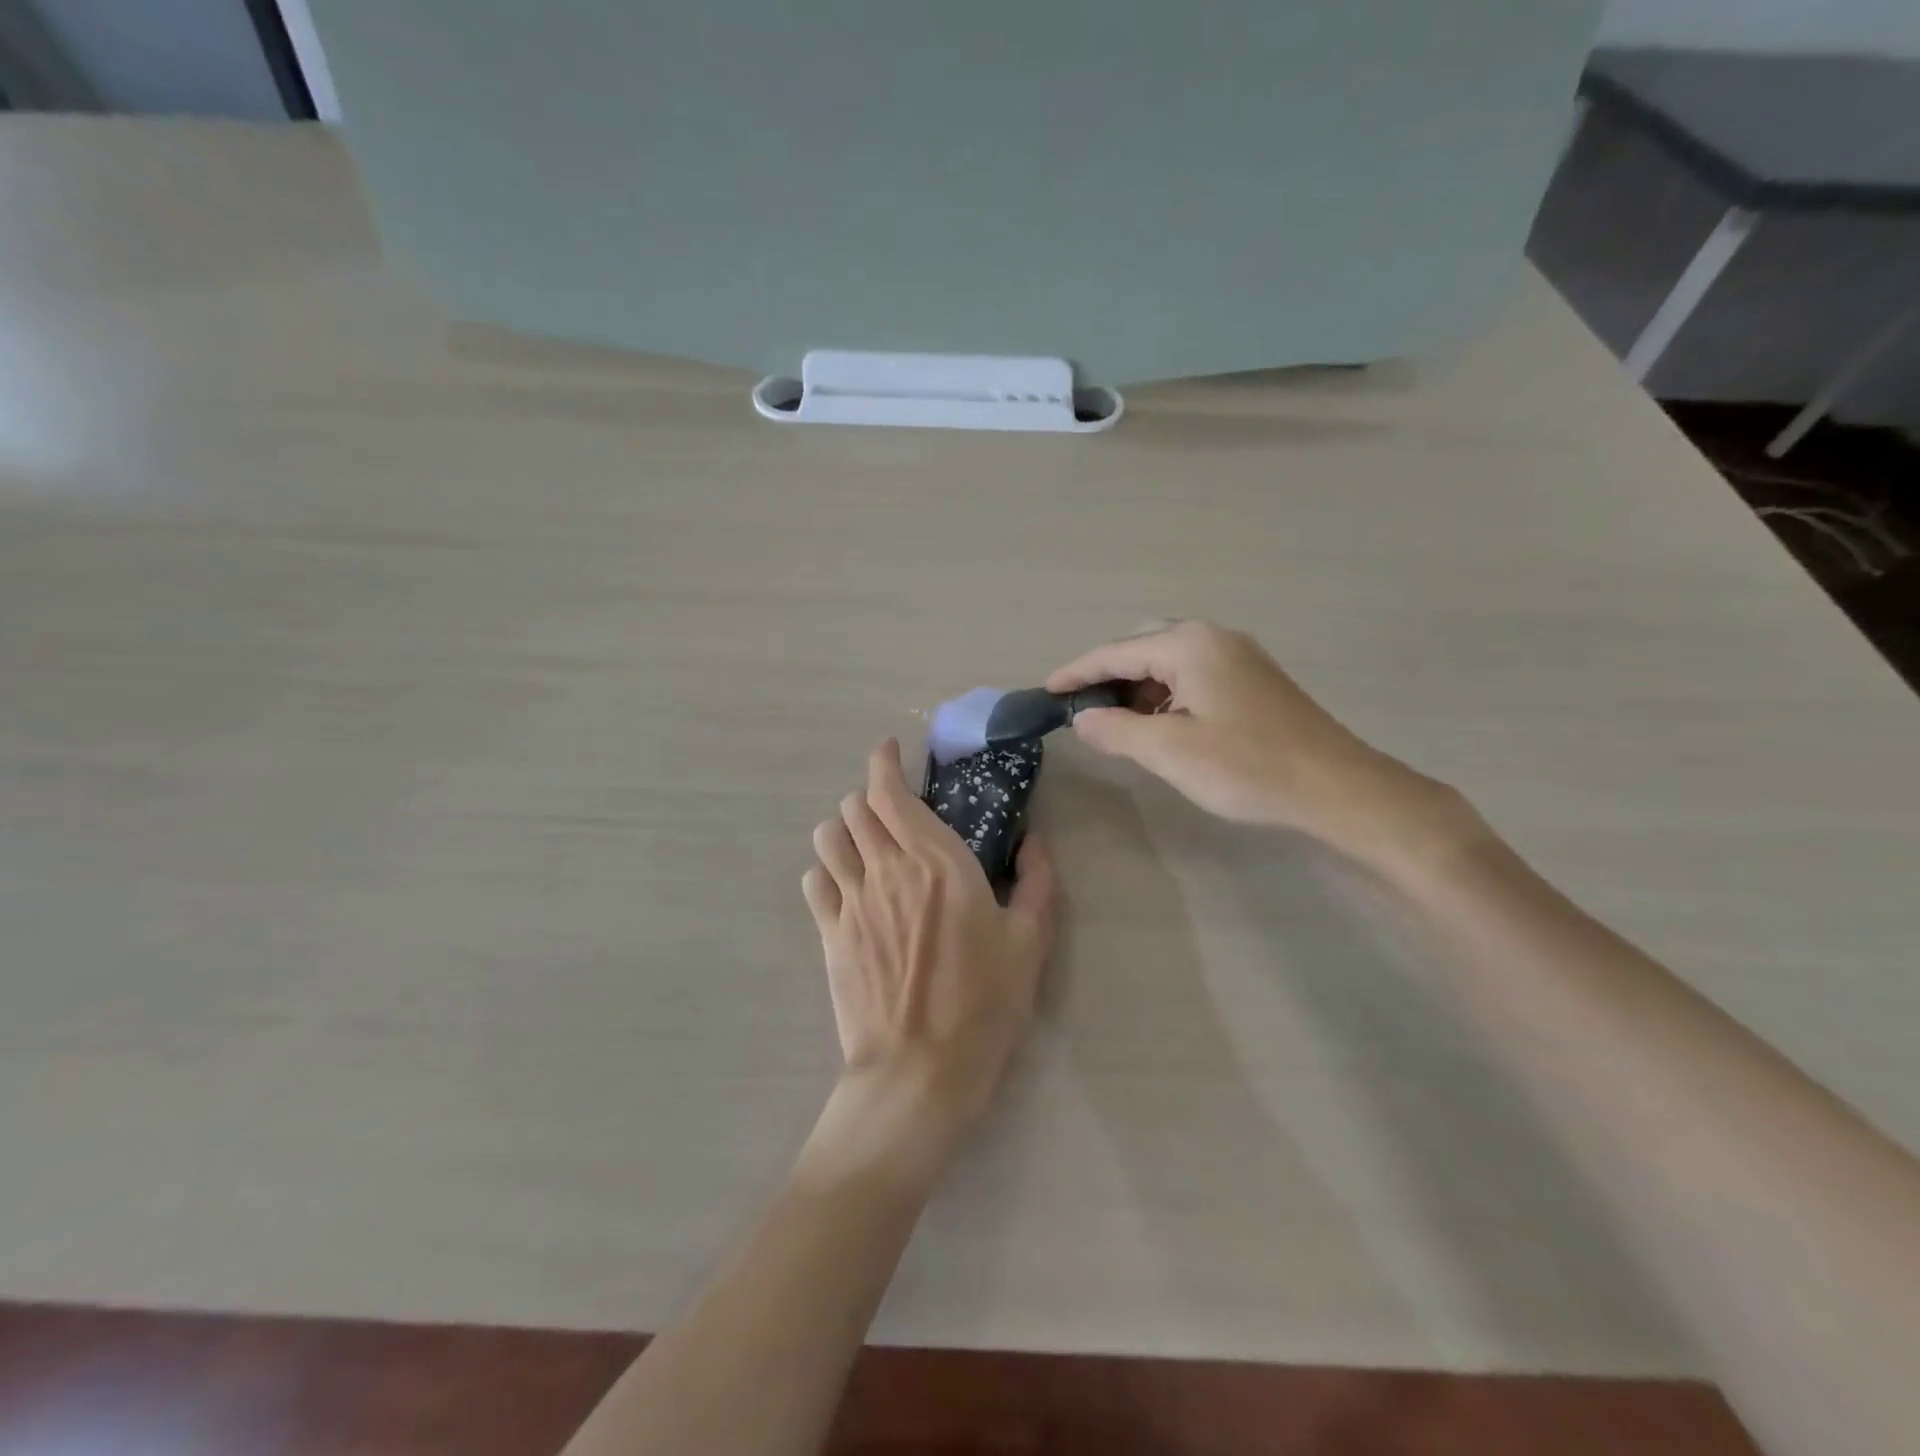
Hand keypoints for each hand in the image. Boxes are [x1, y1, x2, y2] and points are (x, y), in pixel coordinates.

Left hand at [803, 739, 1055, 1158]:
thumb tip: (1034, 841)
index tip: (891, 752)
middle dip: (871, 796)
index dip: (884, 763)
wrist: (919, 1072)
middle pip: (855, 807)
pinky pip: (813, 880)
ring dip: (844, 828)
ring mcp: (851, 900)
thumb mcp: (1030, 942)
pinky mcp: (829, 933)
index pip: (890, 792)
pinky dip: (826, 869)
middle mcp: (886, 869)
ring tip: (865, 842)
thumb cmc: (983, 1004)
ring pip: (828, 836)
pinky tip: (846, 884)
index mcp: (936, 861)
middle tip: (893, 809)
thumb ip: (1037, 881)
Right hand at [1048, 620, 1458, 863]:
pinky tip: (1160, 728)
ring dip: (1137, 691)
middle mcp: (1214, 639)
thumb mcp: (1169, 751)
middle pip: (1142, 650)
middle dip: (1107, 679)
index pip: (1116, 652)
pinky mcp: (1254, 683)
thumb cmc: (1247, 766)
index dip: (1077, 673)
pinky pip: (1192, 679)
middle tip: (1081, 711)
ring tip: (1114, 724)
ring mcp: (1238, 659)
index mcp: (1190, 645)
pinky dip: (1165, 698)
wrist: (1337, 789)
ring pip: (1169, 666)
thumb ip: (1116, 730)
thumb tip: (1082, 719)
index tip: (1045, 691)